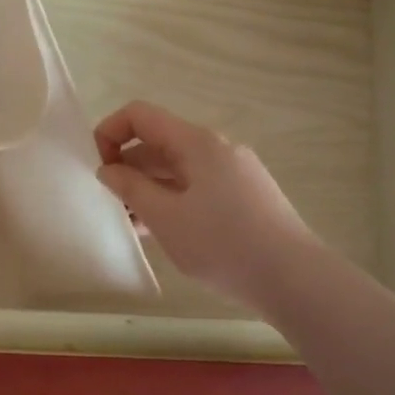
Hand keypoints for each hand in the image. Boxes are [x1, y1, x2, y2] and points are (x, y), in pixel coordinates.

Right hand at [93, 100, 316, 310]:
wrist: (296, 279)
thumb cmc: (224, 244)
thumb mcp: (166, 217)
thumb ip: (131, 188)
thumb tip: (108, 168)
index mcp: (196, 142)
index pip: (140, 115)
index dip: (109, 132)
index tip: (99, 168)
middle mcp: (217, 148)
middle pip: (159, 142)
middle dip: (128, 167)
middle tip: (112, 204)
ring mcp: (235, 172)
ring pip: (178, 168)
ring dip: (149, 188)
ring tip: (133, 224)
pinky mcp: (246, 197)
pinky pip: (198, 187)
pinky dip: (174, 200)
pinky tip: (165, 233)